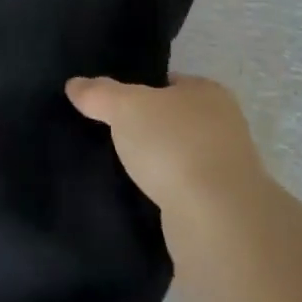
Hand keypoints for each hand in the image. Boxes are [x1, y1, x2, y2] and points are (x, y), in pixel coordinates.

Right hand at [65, 73, 266, 220]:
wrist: (216, 219)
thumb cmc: (174, 145)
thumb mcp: (126, 108)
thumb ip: (100, 94)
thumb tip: (75, 84)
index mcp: (209, 92)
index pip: (170, 82)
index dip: (141, 90)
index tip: (113, 105)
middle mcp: (224, 126)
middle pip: (175, 120)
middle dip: (147, 129)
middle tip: (111, 137)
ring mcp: (227, 169)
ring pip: (179, 157)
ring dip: (157, 164)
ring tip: (120, 169)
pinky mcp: (221, 207)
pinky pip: (183, 191)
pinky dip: (164, 192)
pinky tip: (140, 197)